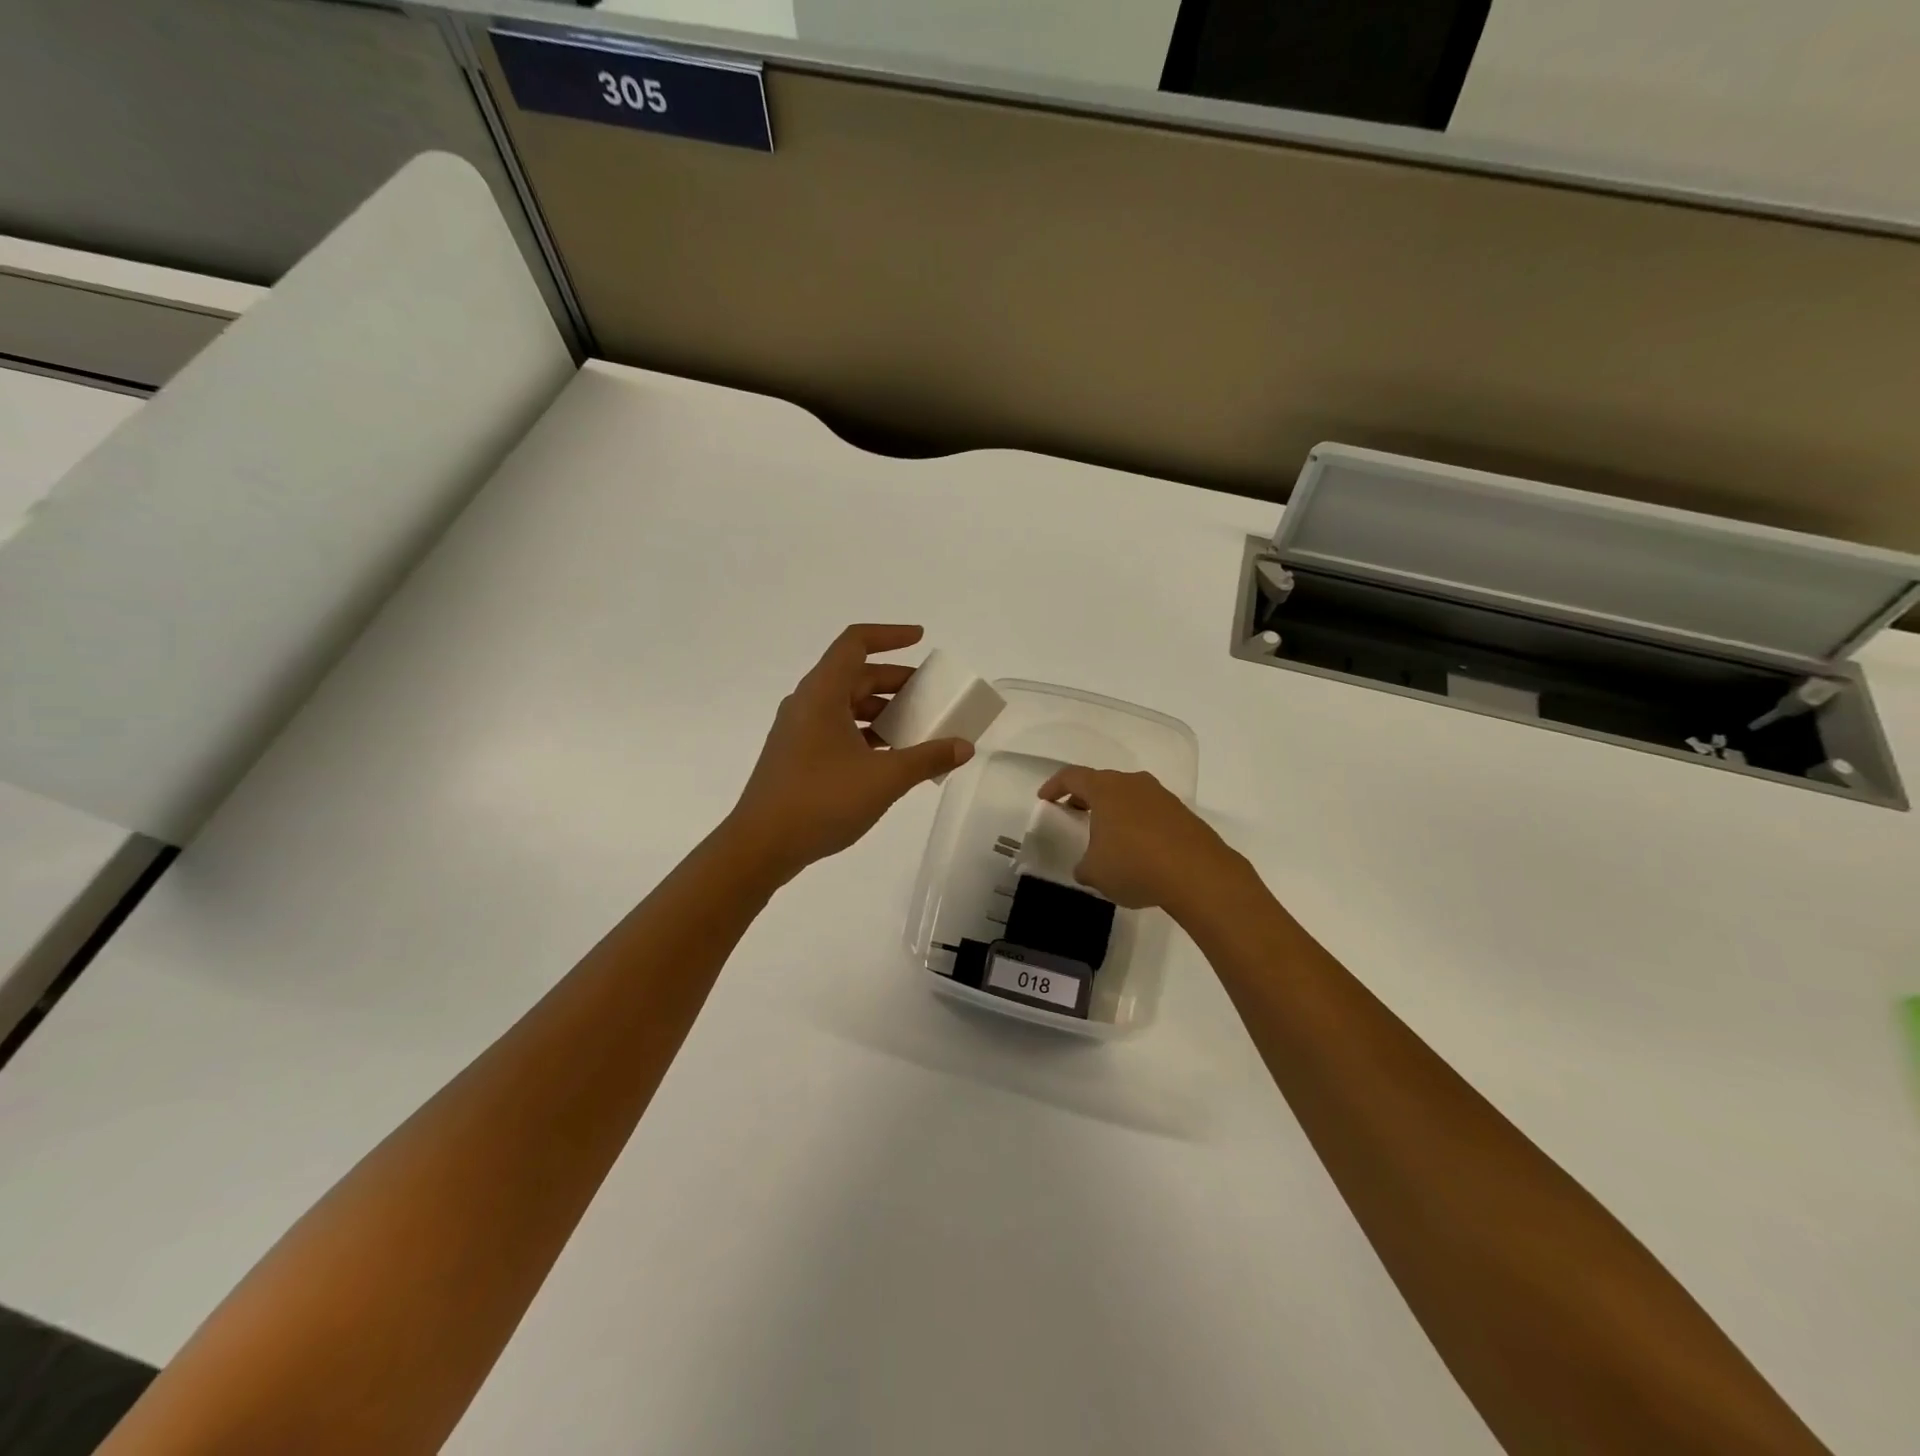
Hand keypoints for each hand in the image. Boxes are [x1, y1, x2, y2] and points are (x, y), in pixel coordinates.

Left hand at [727, 625, 973, 881]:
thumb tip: (964, 746)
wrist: (761, 845)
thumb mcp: (884, 779)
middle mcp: (807, 703)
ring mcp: (799, 731)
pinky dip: (866, 733)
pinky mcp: (797, 756)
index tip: (921, 639)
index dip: (889, 635)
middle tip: (930, 695)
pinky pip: (837, 729)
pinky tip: (890, 757)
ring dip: (882, 710)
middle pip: (854, 675)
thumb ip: (927, 758)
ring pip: (846, 705)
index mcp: (822, 693)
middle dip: (895, 680)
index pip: (855, 643)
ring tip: (917, 728)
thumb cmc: (821, 801)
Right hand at [1036, 766, 1247, 913]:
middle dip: (1085, 797)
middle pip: (1103, 782)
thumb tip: (1088, 866)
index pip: (1072, 776)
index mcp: (1105, 789)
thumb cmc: (1134, 865)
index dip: (1055, 786)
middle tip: (1074, 813)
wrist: (1198, 874)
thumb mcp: (1095, 872)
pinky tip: (1138, 849)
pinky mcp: (1183, 814)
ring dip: (1115, 810)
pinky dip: (1138, 823)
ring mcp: (1162, 796)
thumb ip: (1084, 865)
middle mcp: (1133, 784)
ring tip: (1108, 834)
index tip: (1045, 798)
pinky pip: (1150, 811)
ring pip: (1129, 795)